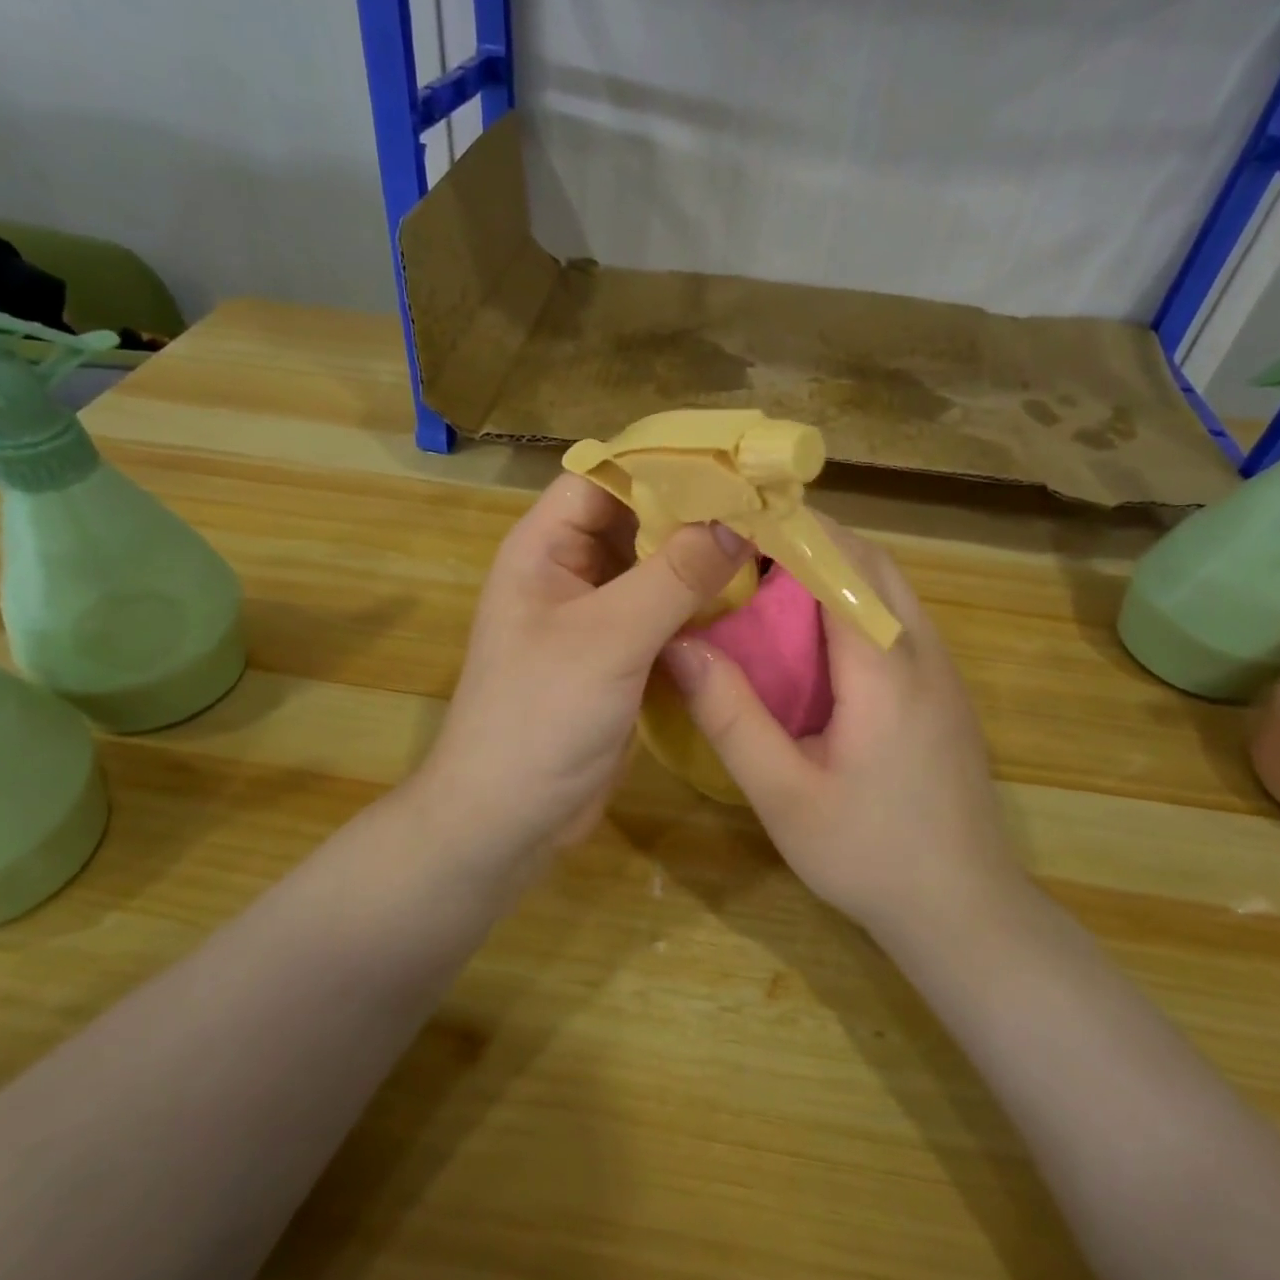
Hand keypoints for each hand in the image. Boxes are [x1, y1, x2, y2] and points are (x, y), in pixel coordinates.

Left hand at [416, 473, 752, 868]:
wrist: (509, 818)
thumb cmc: (540, 717)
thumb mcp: (608, 639)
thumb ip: (672, 577)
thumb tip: (737, 523)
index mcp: (544, 548)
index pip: (604, 477)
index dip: (662, 464)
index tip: (733, 462)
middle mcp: (569, 572)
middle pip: (636, 520)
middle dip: (695, 512)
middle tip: (767, 504)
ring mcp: (597, 617)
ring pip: (655, 569)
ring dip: (703, 561)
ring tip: (770, 544)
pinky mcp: (621, 657)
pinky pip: (665, 614)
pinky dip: (700, 605)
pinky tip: (749, 601)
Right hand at [661, 520, 1022, 941]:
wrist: (964, 911)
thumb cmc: (869, 855)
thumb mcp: (783, 794)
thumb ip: (731, 717)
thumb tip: (679, 645)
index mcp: (885, 667)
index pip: (841, 564)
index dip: (788, 529)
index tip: (733, 514)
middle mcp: (923, 652)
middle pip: (871, 562)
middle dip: (809, 537)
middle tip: (741, 543)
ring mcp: (942, 670)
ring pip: (889, 586)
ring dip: (834, 565)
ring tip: (767, 576)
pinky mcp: (943, 691)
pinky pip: (896, 618)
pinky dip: (853, 599)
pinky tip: (812, 632)